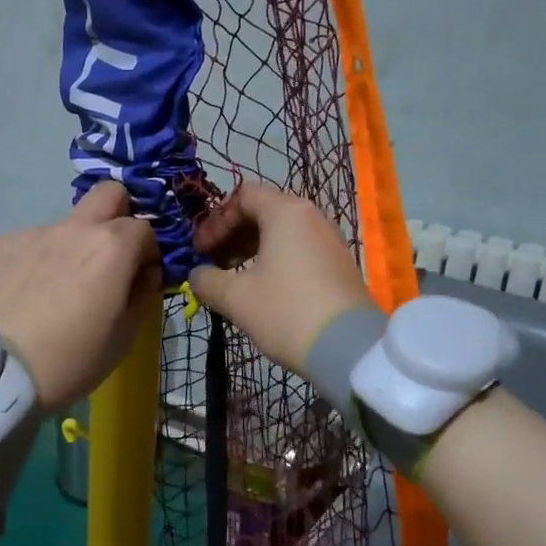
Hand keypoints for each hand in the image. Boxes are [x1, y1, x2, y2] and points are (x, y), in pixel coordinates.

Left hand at [0, 182, 159, 410]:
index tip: (140, 277)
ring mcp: (36, 231)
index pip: (145, 228)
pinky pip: (34, 241)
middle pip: (109, 194)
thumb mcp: (124, 337)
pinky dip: (41, 258)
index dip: (148, 252)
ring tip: (58, 287)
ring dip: (75, 244)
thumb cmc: (72, 359)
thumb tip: (147, 272)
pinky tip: (29, 292)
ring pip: (68, 224)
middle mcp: (76, 227)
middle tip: (110, 256)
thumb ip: (144, 294)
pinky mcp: (3, 243)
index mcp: (112, 247)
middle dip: (118, 215)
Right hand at [188, 183, 372, 374]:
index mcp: (286, 212)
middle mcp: (311, 217)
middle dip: (232, 234)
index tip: (201, 250)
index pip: (243, 196)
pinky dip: (274, 260)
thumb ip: (207, 280)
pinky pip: (298, 250)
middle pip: (263, 211)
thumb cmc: (286, 312)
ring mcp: (329, 241)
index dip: (216, 220)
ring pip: (281, 232)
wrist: (349, 350)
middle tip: (212, 263)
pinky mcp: (338, 265)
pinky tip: (261, 289)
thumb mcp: (236, 298)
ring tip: (233, 278)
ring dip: (251, 249)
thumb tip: (197, 275)